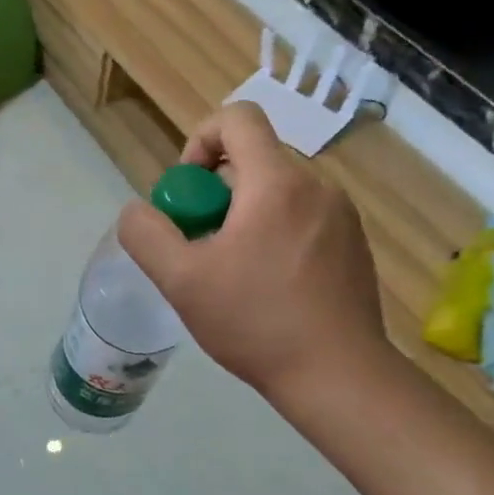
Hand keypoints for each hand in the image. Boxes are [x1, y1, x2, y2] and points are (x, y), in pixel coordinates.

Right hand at [117, 101, 389, 408]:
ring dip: (244, 217)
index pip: (237, 118)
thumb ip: (147, 235)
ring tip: (233, 273)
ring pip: (277, 193)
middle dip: (215, 194)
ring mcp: (343, 216)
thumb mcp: (181, 281)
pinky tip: (269, 287)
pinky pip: (303, 218)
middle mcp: (317, 186)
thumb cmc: (256, 322)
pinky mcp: (355, 244)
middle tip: (201, 246)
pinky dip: (275, 234)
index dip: (200, 141)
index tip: (188, 192)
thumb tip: (138, 211)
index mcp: (276, 182)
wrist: (339, 376)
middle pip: (253, 161)